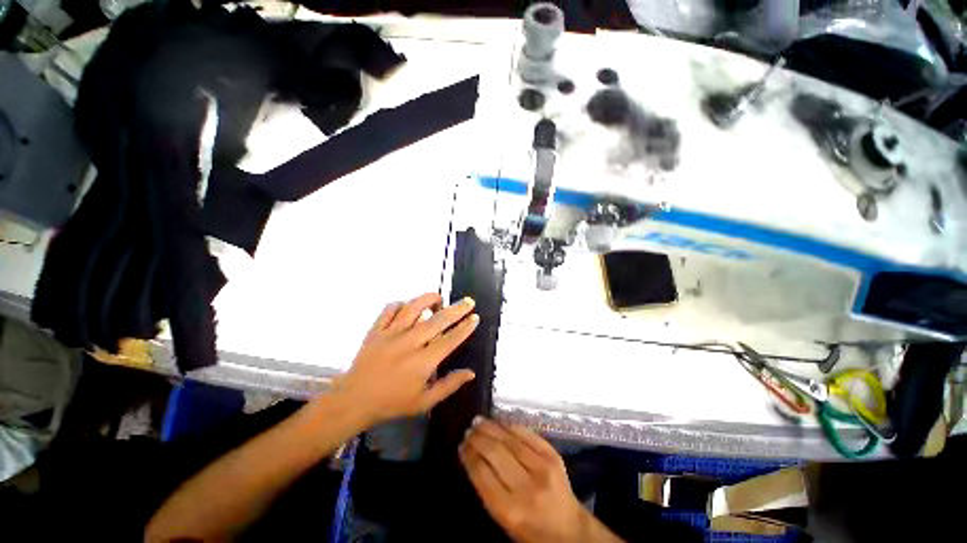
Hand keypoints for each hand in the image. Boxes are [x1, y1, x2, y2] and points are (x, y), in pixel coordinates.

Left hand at [334, 293, 478, 425]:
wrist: (353, 400)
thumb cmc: (392, 403)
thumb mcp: (424, 402)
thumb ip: (449, 385)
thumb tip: (471, 373)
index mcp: (422, 362)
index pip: (450, 339)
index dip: (465, 327)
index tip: (475, 317)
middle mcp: (409, 343)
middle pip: (438, 320)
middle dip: (457, 309)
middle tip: (468, 301)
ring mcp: (391, 334)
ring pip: (413, 307)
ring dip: (429, 299)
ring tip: (439, 299)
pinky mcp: (376, 330)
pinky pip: (390, 309)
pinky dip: (402, 304)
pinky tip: (408, 307)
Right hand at [460, 419, 623, 542]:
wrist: (570, 529)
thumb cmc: (531, 530)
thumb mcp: (504, 520)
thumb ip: (488, 490)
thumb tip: (473, 456)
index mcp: (510, 510)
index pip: (482, 474)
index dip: (469, 456)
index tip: (461, 445)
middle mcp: (526, 487)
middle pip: (495, 453)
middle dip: (478, 438)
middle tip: (468, 430)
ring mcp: (542, 467)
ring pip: (509, 439)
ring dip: (491, 427)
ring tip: (478, 421)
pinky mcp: (552, 455)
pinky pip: (526, 433)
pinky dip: (510, 424)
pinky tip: (499, 421)